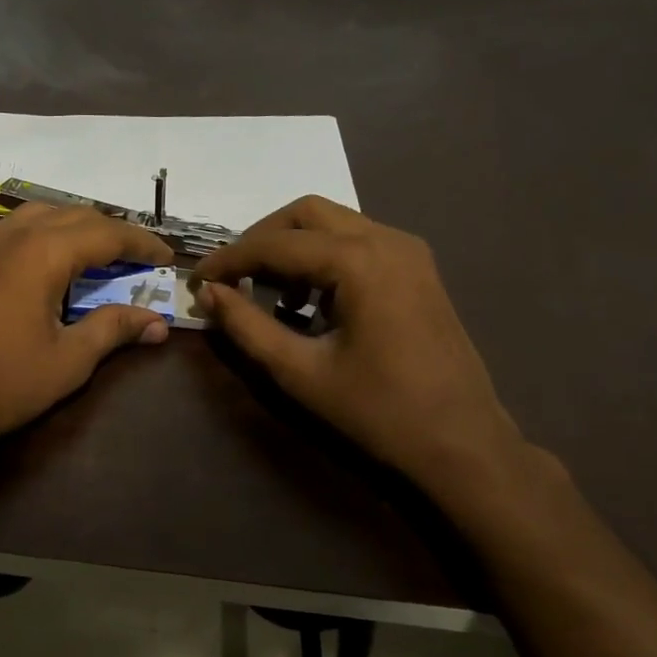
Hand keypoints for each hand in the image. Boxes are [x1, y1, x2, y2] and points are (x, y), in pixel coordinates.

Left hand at [0, 204, 175, 457]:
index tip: (166, 258)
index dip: (141, 244)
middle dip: (110, 233)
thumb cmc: (1, 383)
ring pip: (37, 216)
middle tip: (137, 259)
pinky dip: (34, 234)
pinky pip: (6, 229)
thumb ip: (113, 329)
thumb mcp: (68, 360)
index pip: (106, 233)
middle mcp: (11, 234)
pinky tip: (37, 258)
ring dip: (72, 228)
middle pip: (73, 216)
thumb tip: (157, 323)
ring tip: (94, 254)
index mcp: (42, 252)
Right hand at [194, 196, 526, 491]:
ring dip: (291, 247)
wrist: (462, 443)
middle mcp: (387, 240)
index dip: (228, 259)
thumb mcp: (299, 372)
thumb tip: (208, 294)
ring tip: (266, 293)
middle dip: (260, 240)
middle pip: (306, 214)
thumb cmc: (378, 411)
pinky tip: (310, 301)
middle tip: (230, 277)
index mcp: (359, 262)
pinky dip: (322, 258)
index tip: (195, 280)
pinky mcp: (418, 269)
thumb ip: (247, 327)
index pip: (276, 244)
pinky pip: (358, 242)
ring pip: (334, 223)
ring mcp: (409, 251)